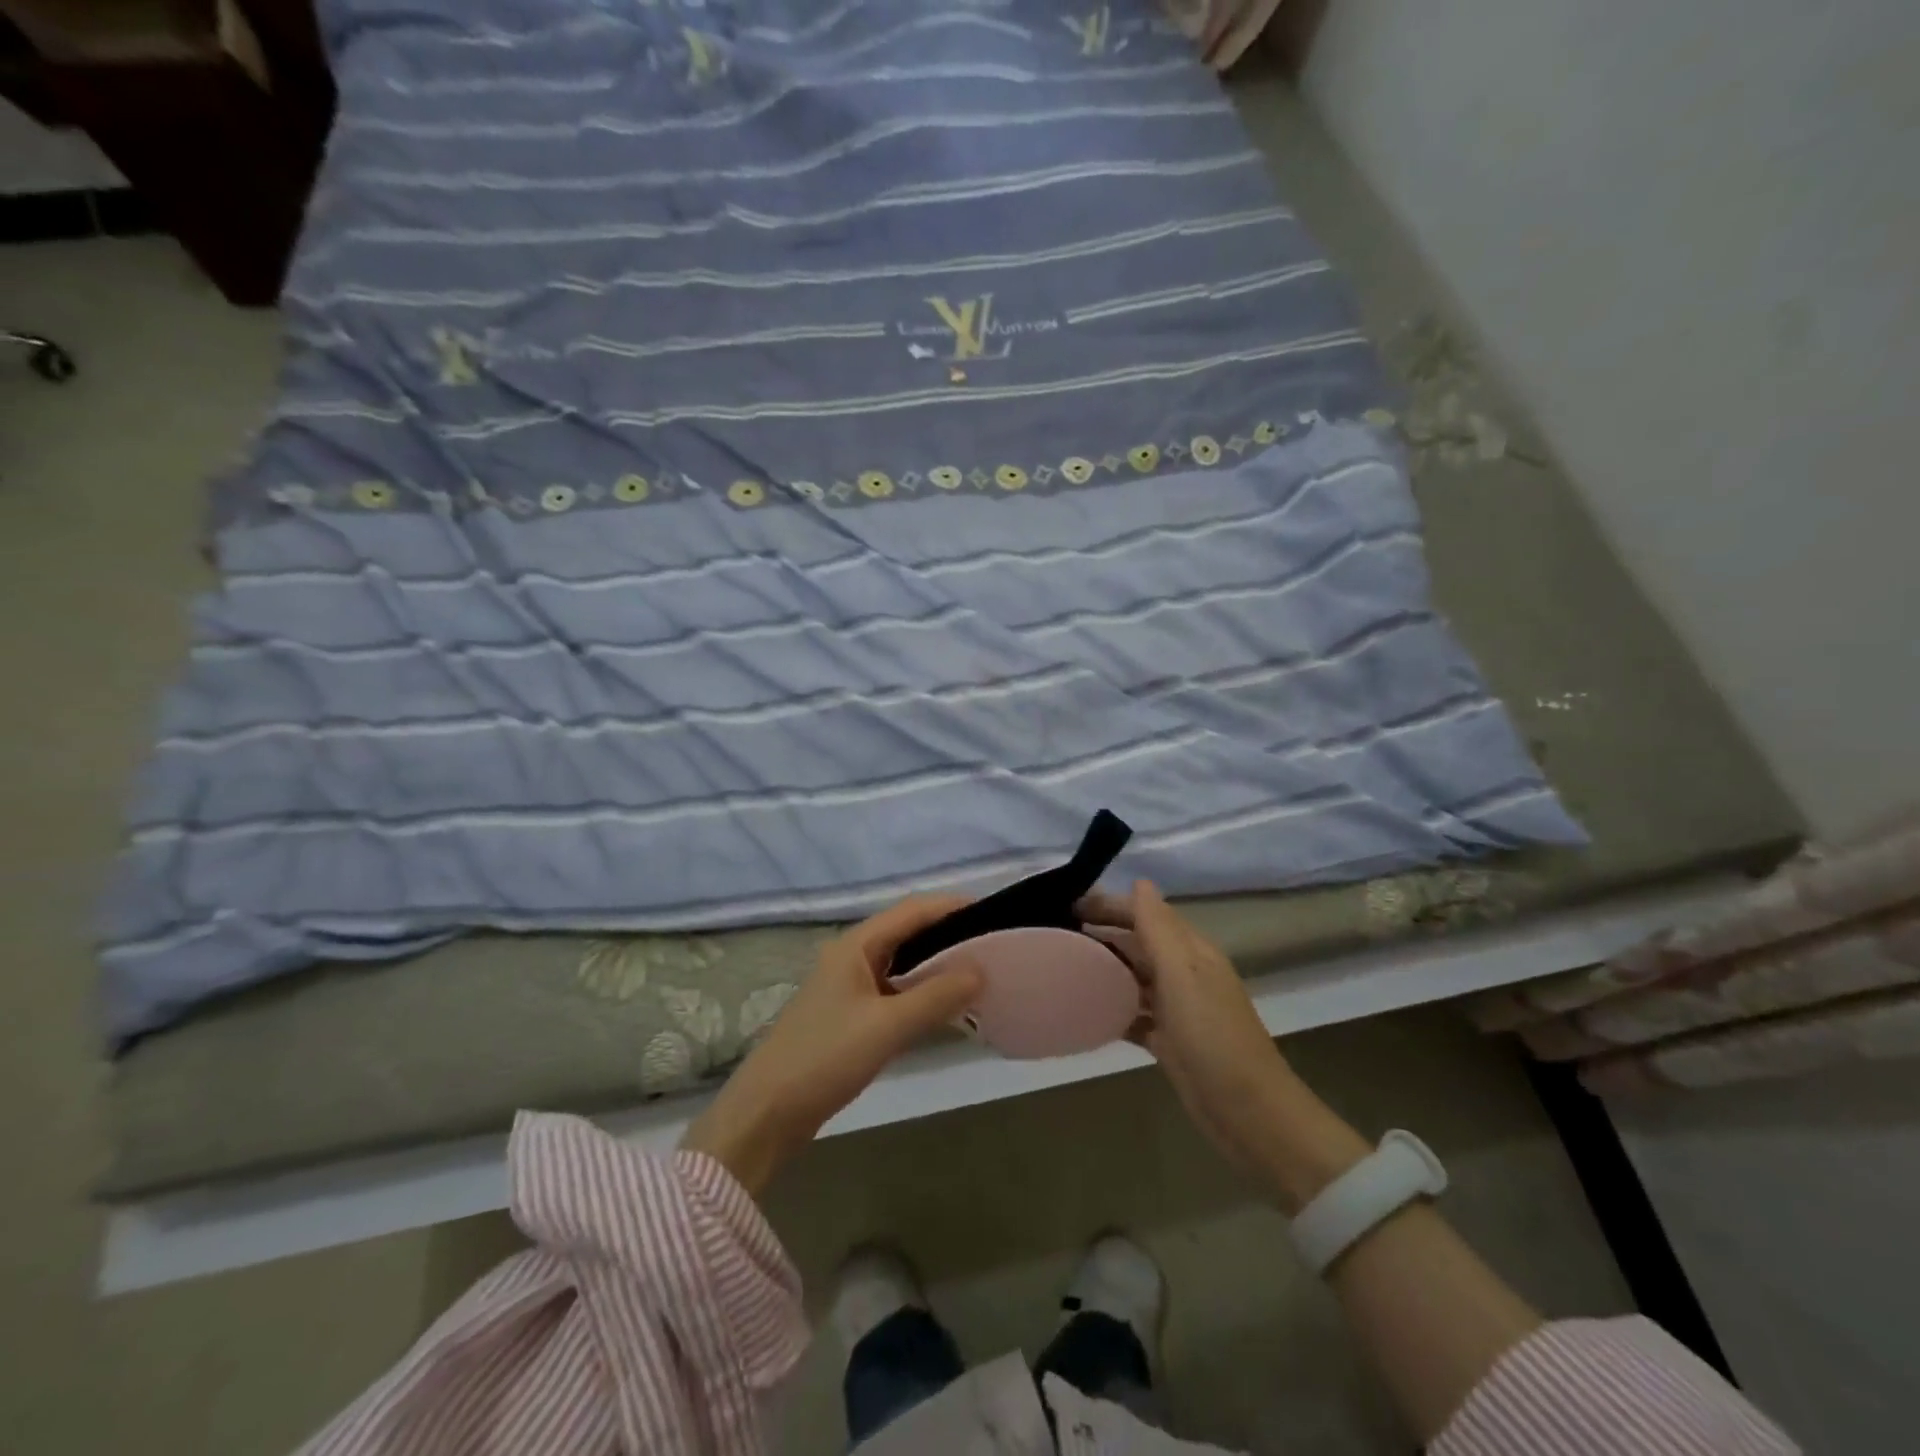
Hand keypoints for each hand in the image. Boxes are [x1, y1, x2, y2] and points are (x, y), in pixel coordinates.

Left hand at [683, 896, 984, 1195]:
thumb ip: (936, 996)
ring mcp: (849, 987)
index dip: (952, 907)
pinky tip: (946, 1008)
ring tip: (979, 974)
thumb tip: (981, 970)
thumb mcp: (886, 1026)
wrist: (767, 1113)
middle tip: (993, 946)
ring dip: (937, 966)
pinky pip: (895, 992)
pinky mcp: (850, 1016)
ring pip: (902, 965)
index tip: (993, 913)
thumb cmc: (825, 1057)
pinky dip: (922, 993)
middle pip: (908, 933)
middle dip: (949, 936)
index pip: (912, 911)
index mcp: (856, 946)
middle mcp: (852, 957)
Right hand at [1081, 881, 1368, 1208]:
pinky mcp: (1168, 1041)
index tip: (1067, 904)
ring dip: (1103, 968)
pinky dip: (1111, 1008)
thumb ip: (1159, 929)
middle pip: (1137, 943)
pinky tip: (1083, 1010)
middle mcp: (1183, 973)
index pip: (1145, 913)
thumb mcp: (1183, 975)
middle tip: (1054, 933)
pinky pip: (1133, 1014)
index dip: (1110, 905)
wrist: (1249, 1114)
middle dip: (1101, 933)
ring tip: (1061, 965)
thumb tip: (1140, 882)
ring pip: (1133, 977)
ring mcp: (1176, 1009)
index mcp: (1191, 952)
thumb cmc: (1214, 1037)